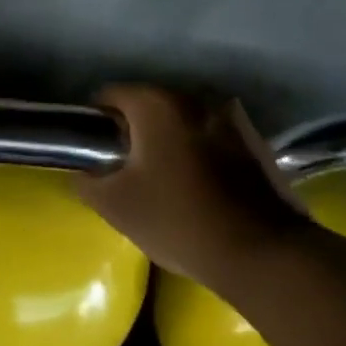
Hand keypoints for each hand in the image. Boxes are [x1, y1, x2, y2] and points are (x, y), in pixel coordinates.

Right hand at [78, 85, 305, 285]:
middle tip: (123, 169)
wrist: (260, 251)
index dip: (95, 121)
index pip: (112, 94)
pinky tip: (197, 188)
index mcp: (159, 105)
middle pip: (151, 106)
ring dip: (169, 142)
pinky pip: (213, 140)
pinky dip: (198, 154)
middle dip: (134, 132)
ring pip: (185, 123)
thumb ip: (88, 182)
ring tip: (162, 180)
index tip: (92, 151)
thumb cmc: (177, 220)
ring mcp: (234, 119)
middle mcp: (198, 99)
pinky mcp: (257, 144)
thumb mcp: (115, 206)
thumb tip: (85, 173)